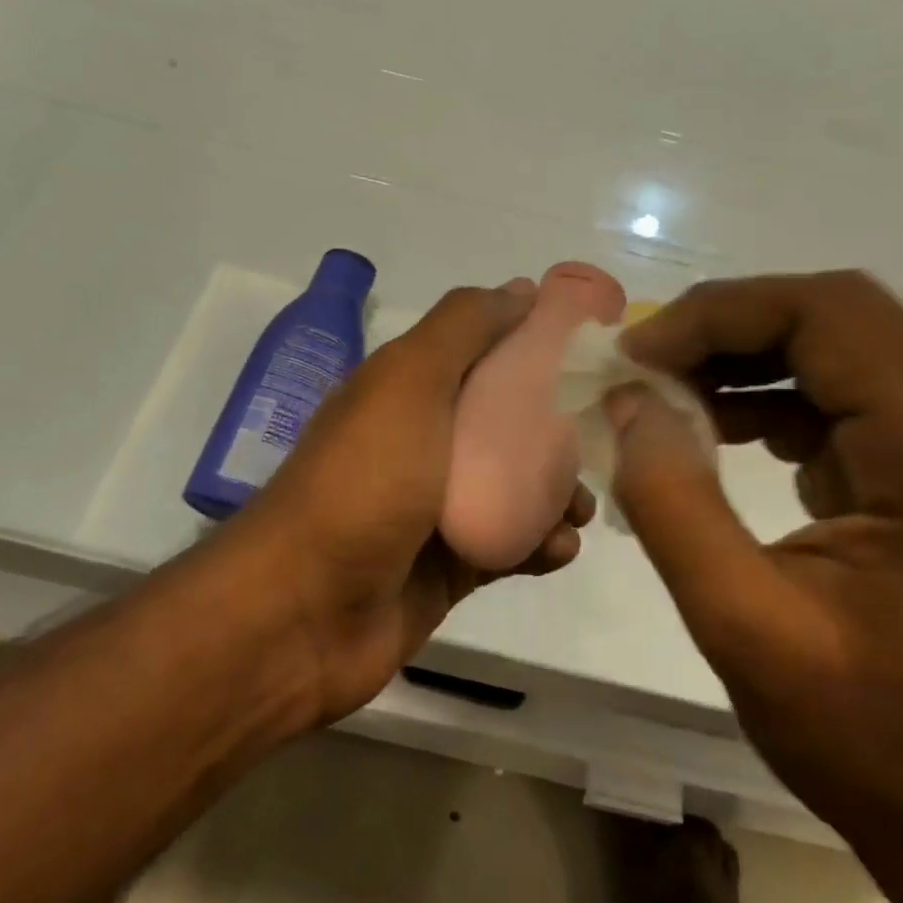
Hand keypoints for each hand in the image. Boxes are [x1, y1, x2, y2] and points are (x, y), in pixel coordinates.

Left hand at [236, 281, 594, 725]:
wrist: (305, 613)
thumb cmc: (363, 482)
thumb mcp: (408, 382)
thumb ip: (463, 328)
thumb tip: (523, 288)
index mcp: (408, 390)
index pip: (484, 352)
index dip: (535, 345)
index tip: (590, 351)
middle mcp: (423, 442)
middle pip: (508, 422)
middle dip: (558, 429)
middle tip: (597, 442)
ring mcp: (436, 507)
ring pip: (517, 487)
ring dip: (558, 493)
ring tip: (579, 510)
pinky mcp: (452, 567)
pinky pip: (511, 545)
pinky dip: (541, 545)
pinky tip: (557, 551)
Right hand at [608, 272, 902, 861]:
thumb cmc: (868, 737)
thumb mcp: (742, 625)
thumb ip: (672, 501)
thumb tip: (628, 401)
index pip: (833, 315)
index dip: (722, 314)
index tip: (638, 354)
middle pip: (842, 314)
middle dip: (729, 324)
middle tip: (646, 362)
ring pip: (842, 344)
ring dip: (746, 353)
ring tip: (666, 390)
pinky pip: (846, 392)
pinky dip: (771, 392)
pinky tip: (714, 426)